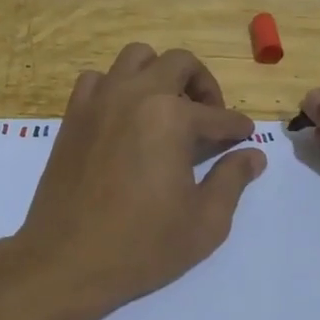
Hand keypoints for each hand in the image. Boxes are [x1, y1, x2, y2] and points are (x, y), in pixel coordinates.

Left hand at [12, 44, 267, 314]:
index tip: (245, 138)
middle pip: (180, 64)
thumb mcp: (205, 222)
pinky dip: (116, 86)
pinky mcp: (73, 115)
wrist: (66, 261)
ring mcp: (100, 100)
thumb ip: (232, 180)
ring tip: (167, 109)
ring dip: (159, 74)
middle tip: (209, 118)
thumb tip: (253, 155)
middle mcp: (136, 95)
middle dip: (204, 86)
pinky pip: (97, 79)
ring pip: (136, 58)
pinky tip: (124, 117)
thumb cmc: (142, 246)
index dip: (238, 129)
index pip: (219, 115)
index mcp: (172, 117)